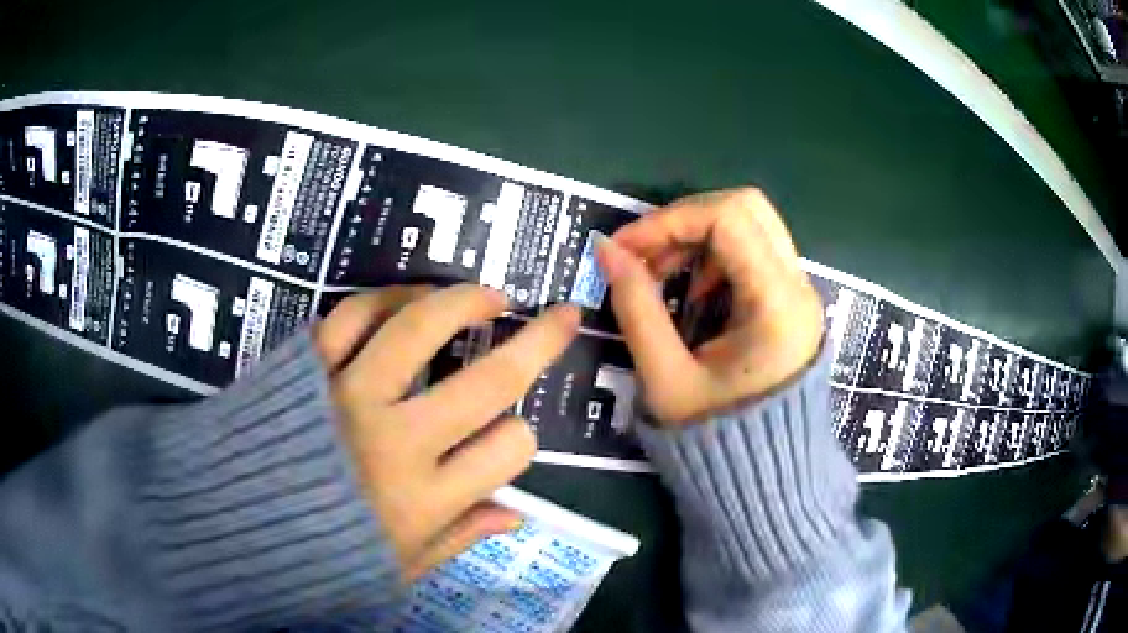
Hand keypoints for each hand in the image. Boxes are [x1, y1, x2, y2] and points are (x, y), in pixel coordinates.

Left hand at [314, 285, 579, 580]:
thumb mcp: (399, 567)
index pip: (509, 449)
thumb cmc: (319, 557)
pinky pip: (351, 317)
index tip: (510, 436)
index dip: (522, 436)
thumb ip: (460, 537)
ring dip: (464, 302)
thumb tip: (517, 515)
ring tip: (488, 295)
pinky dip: (386, 299)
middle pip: (487, 381)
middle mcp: (394, 442)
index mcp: (424, 500)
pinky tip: (409, 297)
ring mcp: (346, 395)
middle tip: (560, 317)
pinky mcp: (306, 368)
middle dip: (539, 343)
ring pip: (419, 329)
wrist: (233, 529)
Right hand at [597, 188, 822, 424]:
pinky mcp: (793, 300)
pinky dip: (716, 253)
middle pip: (746, 207)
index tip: (624, 247)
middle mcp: (799, 288)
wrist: (765, 476)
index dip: (668, 221)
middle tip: (645, 255)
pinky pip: (756, 249)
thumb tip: (607, 251)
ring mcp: (801, 291)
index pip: (728, 219)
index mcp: (777, 306)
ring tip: (662, 274)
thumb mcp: (666, 378)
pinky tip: (693, 290)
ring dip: (699, 235)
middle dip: (684, 220)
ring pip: (752, 222)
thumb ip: (636, 308)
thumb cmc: (715, 439)